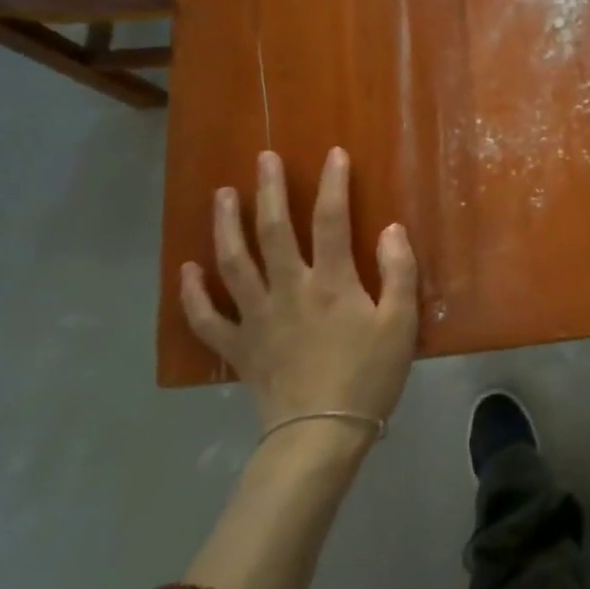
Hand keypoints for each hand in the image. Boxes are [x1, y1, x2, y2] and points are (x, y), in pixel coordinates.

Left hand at [181, 148, 419, 432]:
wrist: (322, 434)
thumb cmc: (369, 376)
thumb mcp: (401, 323)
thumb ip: (398, 272)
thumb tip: (390, 228)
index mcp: (332, 283)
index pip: (332, 220)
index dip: (333, 184)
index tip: (334, 154)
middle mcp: (289, 289)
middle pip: (273, 231)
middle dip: (269, 191)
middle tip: (263, 158)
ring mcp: (257, 317)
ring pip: (234, 263)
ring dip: (226, 225)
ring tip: (222, 195)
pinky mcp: (238, 347)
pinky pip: (207, 318)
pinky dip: (193, 293)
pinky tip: (187, 269)